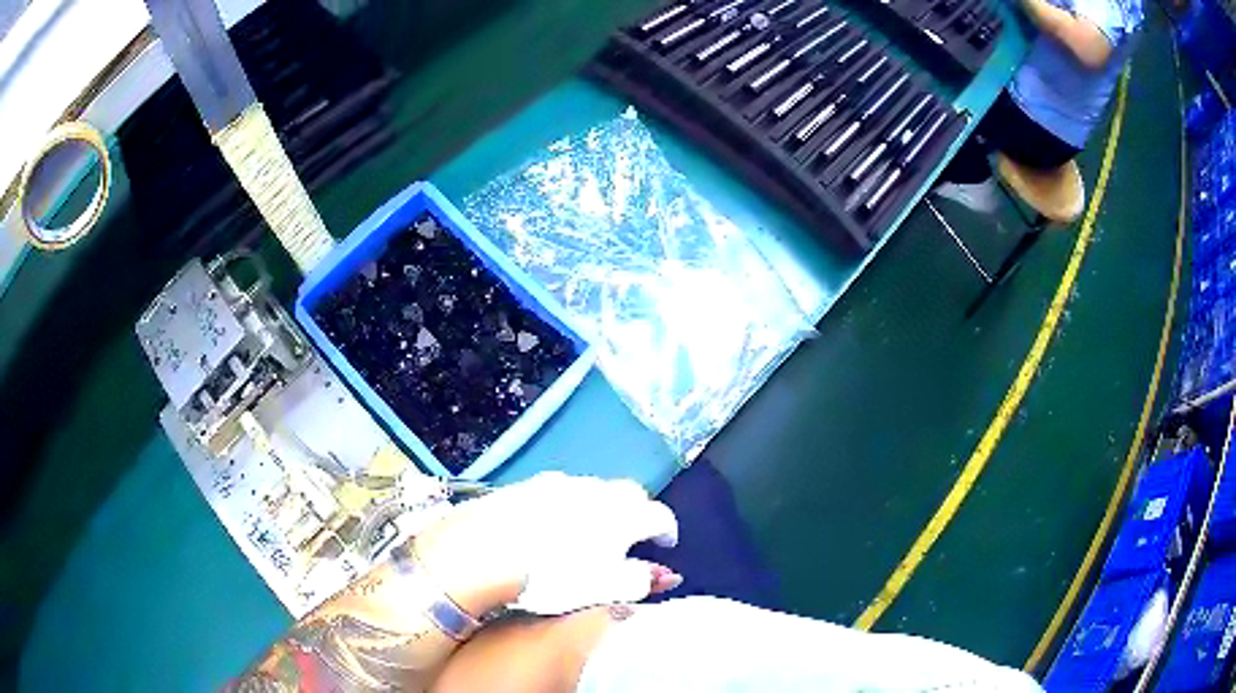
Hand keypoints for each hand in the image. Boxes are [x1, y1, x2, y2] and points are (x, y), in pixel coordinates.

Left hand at [414, 472, 680, 616]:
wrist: (480, 550)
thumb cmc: (551, 577)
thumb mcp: (604, 589)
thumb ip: (638, 580)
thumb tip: (659, 574)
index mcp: (622, 514)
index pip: (658, 515)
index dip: (667, 530)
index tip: (666, 544)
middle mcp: (594, 490)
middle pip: (628, 494)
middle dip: (636, 512)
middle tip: (632, 537)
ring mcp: (556, 483)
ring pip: (592, 490)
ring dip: (601, 507)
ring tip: (592, 532)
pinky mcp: (524, 485)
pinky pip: (558, 491)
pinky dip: (567, 505)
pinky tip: (553, 524)